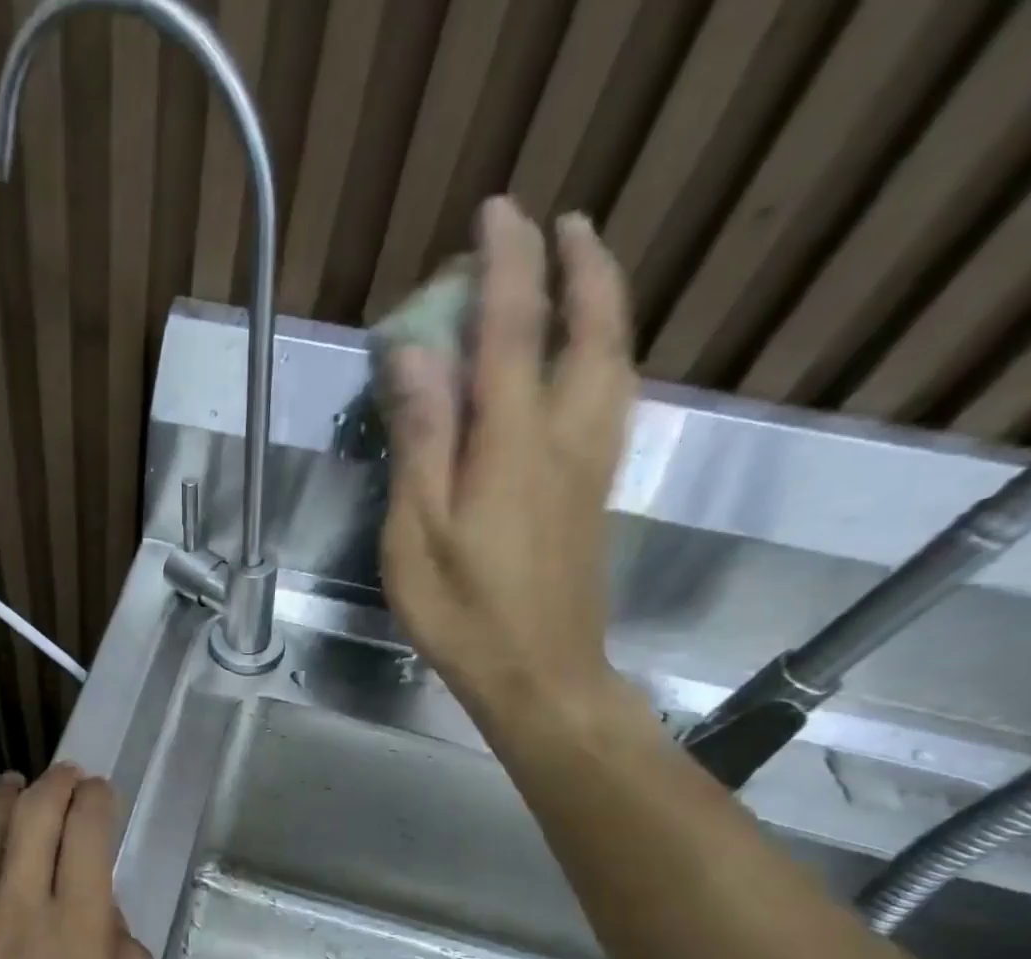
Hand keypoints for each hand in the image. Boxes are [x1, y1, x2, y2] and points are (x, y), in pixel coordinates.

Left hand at [0, 766, 154, 958]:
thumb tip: (116, 927)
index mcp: (76, 933)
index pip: (87, 838)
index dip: (95, 802)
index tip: (100, 792)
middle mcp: (21, 906)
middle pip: (36, 817)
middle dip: (55, 784)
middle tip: (65, 774)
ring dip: (6, 796)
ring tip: (15, 780)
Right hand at [379, 196, 636, 722]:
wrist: (539, 674)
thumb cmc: (463, 613)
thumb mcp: (417, 534)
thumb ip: (421, 442)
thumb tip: (415, 356)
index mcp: (512, 445)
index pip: (513, 331)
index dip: (507, 265)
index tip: (496, 212)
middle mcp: (566, 439)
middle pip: (592, 331)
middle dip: (580, 267)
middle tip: (561, 225)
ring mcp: (591, 465)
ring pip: (615, 362)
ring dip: (603, 304)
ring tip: (582, 274)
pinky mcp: (596, 492)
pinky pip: (614, 400)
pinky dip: (608, 355)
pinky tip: (591, 360)